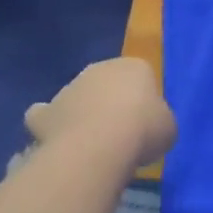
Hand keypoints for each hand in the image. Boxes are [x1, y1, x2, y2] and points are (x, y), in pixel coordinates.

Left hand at [23, 58, 176, 169]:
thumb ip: (158, 121)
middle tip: (118, 132)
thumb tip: (149, 128)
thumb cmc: (143, 129)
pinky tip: (57, 143)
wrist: (100, 146)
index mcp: (134, 66)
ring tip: (89, 145)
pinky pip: (45, 117)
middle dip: (108, 102)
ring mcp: (68, 89)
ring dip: (80, 114)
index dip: (142, 100)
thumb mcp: (168, 127)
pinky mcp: (44, 112)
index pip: (140, 76)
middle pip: (105, 84)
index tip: (145, 123)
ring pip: (75, 98)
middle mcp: (99, 69)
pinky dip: (49, 127)